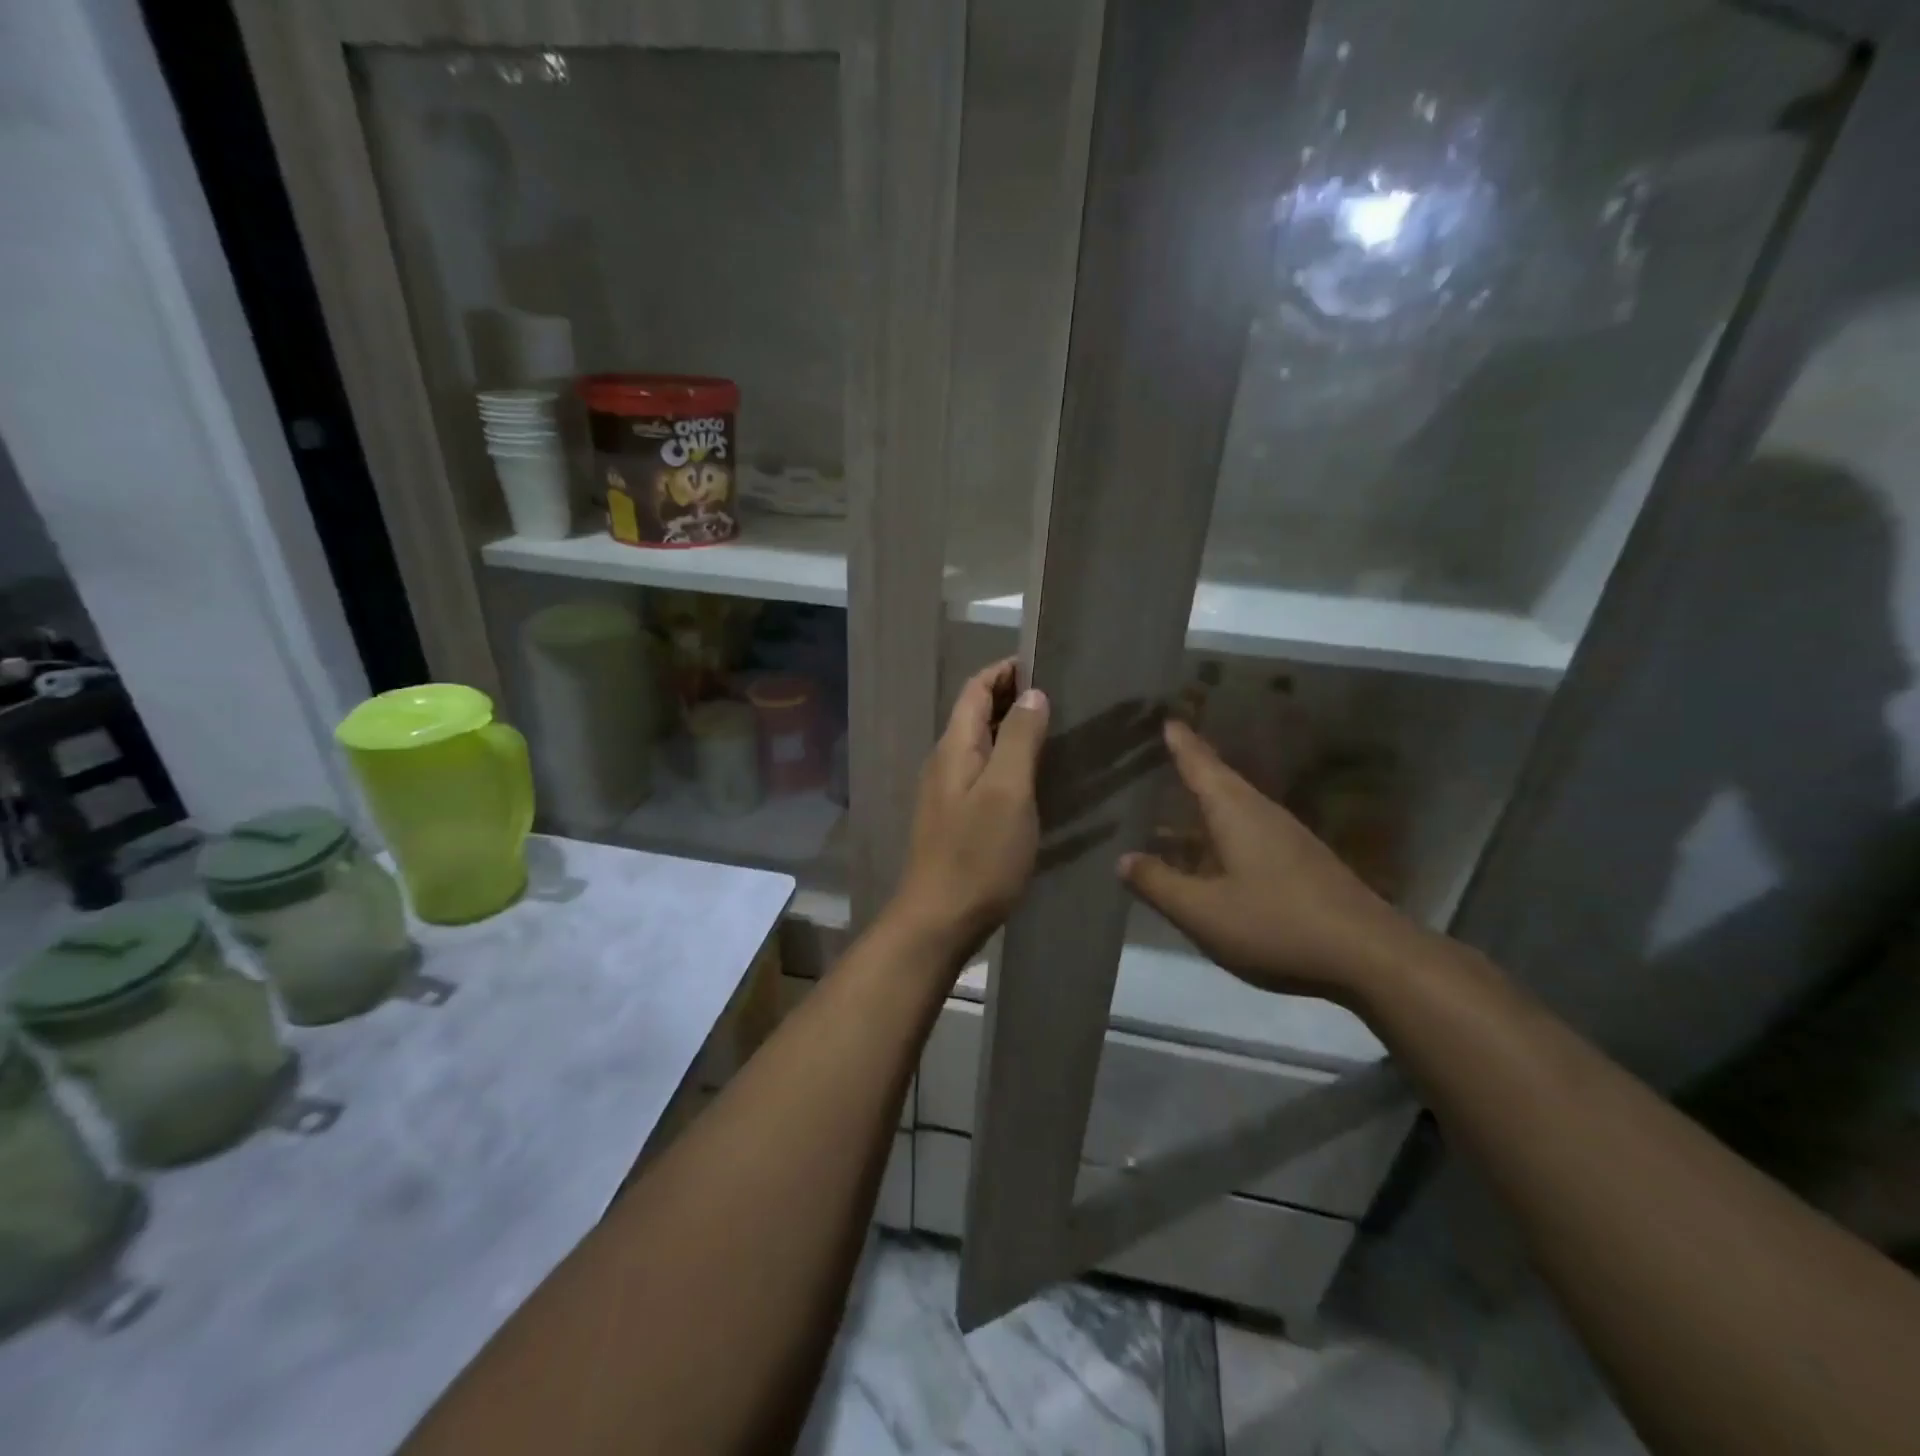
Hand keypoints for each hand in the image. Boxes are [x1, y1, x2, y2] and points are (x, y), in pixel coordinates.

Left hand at [893, 659, 1048, 953]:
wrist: (939, 919)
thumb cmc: (978, 854)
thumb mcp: (1007, 791)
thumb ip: (1019, 739)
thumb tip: (1031, 693)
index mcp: (955, 747)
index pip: (976, 689)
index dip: (1005, 670)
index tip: (1044, 663)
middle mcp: (945, 762)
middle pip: (976, 715)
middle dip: (1012, 697)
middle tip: (1060, 696)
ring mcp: (947, 793)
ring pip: (981, 746)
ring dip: (1012, 731)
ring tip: (1055, 731)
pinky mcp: (956, 820)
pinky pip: (983, 775)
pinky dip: (1008, 763)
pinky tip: (1035, 779)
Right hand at [1119, 720, 1434, 1004]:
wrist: (1369, 954)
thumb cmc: (1276, 923)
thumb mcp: (1203, 911)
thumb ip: (1159, 884)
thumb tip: (1123, 859)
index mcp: (1236, 813)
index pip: (1201, 766)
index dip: (1181, 744)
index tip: (1167, 719)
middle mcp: (1262, 814)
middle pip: (1220, 781)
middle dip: (1193, 767)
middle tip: (1165, 753)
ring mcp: (1287, 838)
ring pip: (1236, 809)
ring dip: (1206, 802)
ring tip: (1176, 805)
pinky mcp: (1301, 863)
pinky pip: (1249, 832)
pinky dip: (1222, 831)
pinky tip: (1213, 854)